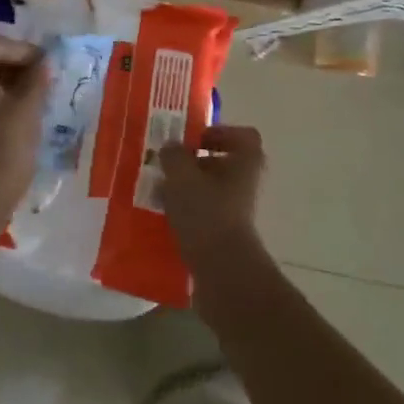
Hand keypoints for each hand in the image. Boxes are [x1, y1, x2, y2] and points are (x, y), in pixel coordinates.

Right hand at [158, 125, 266, 267]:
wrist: (223, 272)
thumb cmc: (206, 213)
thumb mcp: (182, 176)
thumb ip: (174, 155)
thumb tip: (171, 147)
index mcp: (245, 162)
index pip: (244, 136)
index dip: (220, 132)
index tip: (193, 139)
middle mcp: (245, 184)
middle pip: (223, 163)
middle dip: (193, 162)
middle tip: (167, 164)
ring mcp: (237, 211)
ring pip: (210, 190)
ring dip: (186, 188)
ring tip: (158, 191)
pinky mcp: (225, 235)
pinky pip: (204, 214)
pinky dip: (186, 212)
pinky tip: (163, 216)